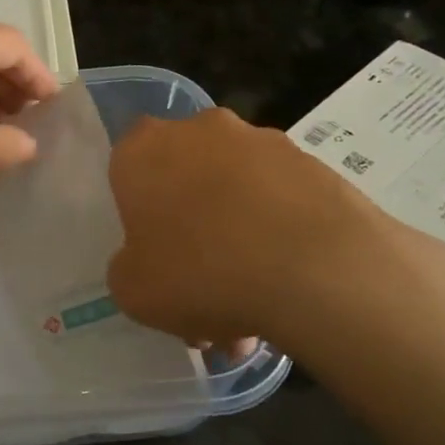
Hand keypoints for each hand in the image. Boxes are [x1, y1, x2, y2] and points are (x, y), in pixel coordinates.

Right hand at [105, 109, 444, 369]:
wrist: (318, 270)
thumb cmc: (200, 271)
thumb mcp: (132, 290)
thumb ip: (128, 268)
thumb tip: (147, 262)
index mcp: (143, 148)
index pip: (127, 165)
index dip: (137, 208)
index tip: (149, 247)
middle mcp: (200, 130)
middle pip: (186, 180)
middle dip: (192, 230)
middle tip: (200, 289)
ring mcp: (263, 143)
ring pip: (236, 197)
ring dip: (238, 243)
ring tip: (251, 313)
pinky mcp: (315, 165)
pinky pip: (280, 207)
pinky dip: (278, 242)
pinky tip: (286, 298)